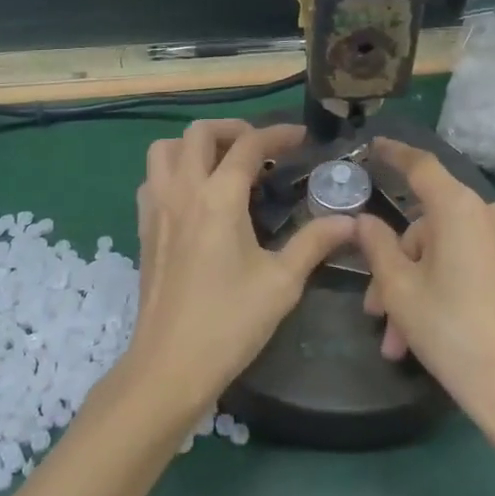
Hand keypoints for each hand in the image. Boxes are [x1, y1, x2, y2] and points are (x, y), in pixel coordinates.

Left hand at [122, 120, 355, 425]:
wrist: (168, 366)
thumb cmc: (229, 322)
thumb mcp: (282, 282)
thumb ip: (315, 242)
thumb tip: (350, 221)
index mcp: (219, 197)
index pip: (248, 145)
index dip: (277, 134)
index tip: (300, 138)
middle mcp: (183, 190)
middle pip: (200, 132)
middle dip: (233, 129)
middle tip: (259, 148)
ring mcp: (157, 208)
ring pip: (166, 149)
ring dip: (195, 145)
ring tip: (222, 164)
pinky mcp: (144, 228)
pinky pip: (152, 178)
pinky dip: (173, 170)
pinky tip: (194, 196)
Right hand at [355, 140, 494, 440]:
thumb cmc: (453, 329)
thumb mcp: (399, 288)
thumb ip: (376, 245)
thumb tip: (364, 221)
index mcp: (458, 208)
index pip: (420, 166)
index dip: (393, 154)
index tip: (371, 146)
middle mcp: (486, 216)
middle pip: (425, 226)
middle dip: (395, 265)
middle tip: (373, 308)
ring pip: (441, 253)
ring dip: (412, 288)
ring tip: (394, 341)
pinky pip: (463, 266)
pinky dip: (437, 290)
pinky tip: (416, 338)